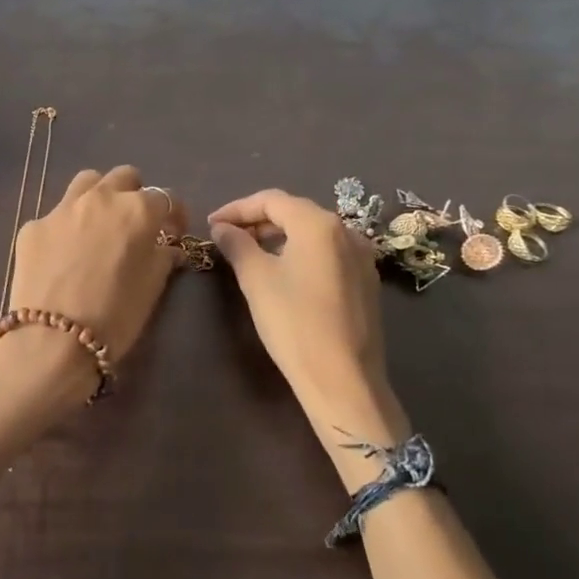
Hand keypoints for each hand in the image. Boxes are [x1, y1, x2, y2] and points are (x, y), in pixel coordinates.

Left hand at [0, 165, 184, 376]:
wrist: (51, 341)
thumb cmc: (114, 318)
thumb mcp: (151, 289)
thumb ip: (162, 258)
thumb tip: (166, 247)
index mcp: (136, 211)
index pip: (166, 198)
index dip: (175, 215)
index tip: (174, 233)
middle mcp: (99, 199)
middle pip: (124, 178)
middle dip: (135, 195)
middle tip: (135, 225)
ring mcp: (61, 209)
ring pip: (87, 183)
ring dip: (99, 197)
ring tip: (99, 225)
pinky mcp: (32, 226)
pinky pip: (56, 215)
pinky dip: (67, 227)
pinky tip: (63, 254)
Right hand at [209, 189, 399, 445]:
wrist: (343, 379)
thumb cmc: (294, 322)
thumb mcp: (256, 279)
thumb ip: (237, 244)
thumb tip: (222, 228)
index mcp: (319, 224)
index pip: (271, 200)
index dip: (237, 208)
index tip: (211, 224)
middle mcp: (346, 231)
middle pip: (295, 212)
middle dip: (258, 221)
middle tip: (227, 237)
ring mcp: (361, 257)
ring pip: (313, 233)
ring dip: (279, 237)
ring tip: (250, 253)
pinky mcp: (366, 281)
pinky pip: (327, 253)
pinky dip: (300, 253)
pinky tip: (282, 272)